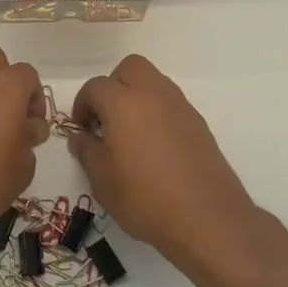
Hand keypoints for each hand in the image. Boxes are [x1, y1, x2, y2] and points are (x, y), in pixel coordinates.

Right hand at [70, 55, 257, 265]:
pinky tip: (154, 147)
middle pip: (130, 68)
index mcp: (124, 102)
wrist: (206, 218)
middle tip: (106, 118)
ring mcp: (180, 106)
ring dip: (137, 97)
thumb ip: (87, 150)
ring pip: (154, 82)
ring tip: (130, 134)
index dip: (82, 105)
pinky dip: (157, 113)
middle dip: (113, 86)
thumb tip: (81, 136)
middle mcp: (153, 94)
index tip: (82, 130)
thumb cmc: (144, 197)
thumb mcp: (102, 179)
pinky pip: (171, 104)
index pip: (95, 87)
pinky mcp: (199, 123)